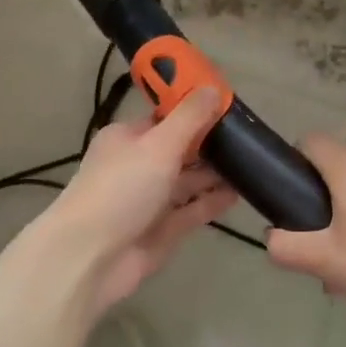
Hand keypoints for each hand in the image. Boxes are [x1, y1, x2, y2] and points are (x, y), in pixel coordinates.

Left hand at [48, 89, 237, 312]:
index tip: (230, 103)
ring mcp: (151, 200)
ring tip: (255, 162)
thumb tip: (214, 89)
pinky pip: (194, 210)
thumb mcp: (157, 145)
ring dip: (217, 173)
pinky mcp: (163, 230)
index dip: (195, 109)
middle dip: (211, 142)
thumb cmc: (121, 189)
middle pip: (180, 149)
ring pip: (189, 181)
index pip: (165, 117)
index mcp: (128, 138)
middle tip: (251, 135)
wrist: (90, 258)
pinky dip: (214, 201)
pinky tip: (242, 192)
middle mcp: (138, 166)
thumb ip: (189, 118)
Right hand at [265, 135, 345, 325]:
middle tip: (315, 242)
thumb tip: (272, 238)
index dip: (292, 163)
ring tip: (345, 264)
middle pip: (335, 167)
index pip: (310, 140)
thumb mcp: (325, 262)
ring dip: (345, 218)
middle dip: (318, 201)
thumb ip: (285, 247)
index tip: (288, 199)